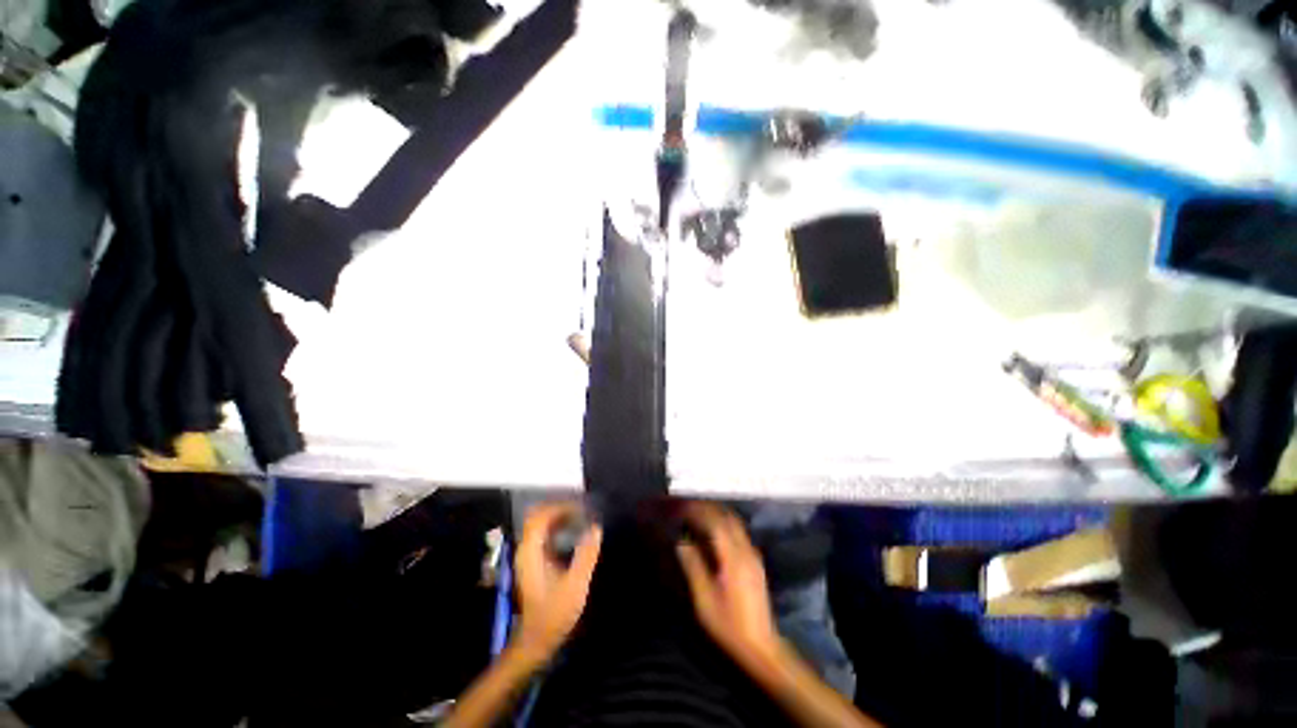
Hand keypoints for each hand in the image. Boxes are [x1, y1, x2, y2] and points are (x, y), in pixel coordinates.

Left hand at [514, 502, 601, 660]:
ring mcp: (528, 556)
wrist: (536, 641)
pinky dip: (558, 527)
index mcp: (531, 552)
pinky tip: (574, 533)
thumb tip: (596, 527)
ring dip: (559, 517)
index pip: (540, 516)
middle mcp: (526, 549)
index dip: (560, 507)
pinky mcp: (533, 563)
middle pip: (538, 516)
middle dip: (559, 509)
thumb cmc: (554, 614)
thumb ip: (586, 555)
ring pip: (540, 525)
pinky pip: (544, 535)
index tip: (581, 507)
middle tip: (582, 510)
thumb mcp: (575, 585)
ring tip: (582, 517)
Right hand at [676, 502, 780, 667]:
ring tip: (697, 513)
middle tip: (688, 506)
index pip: (715, 522)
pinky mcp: (755, 561)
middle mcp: (746, 550)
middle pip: (727, 517)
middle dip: (707, 508)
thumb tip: (680, 541)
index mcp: (733, 558)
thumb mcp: (705, 599)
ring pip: (735, 522)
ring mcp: (753, 555)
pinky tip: (713, 530)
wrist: (761, 646)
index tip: (682, 507)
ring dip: (716, 513)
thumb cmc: (729, 625)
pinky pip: (738, 531)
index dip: (698, 511)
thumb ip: (693, 566)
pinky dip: (724, 523)